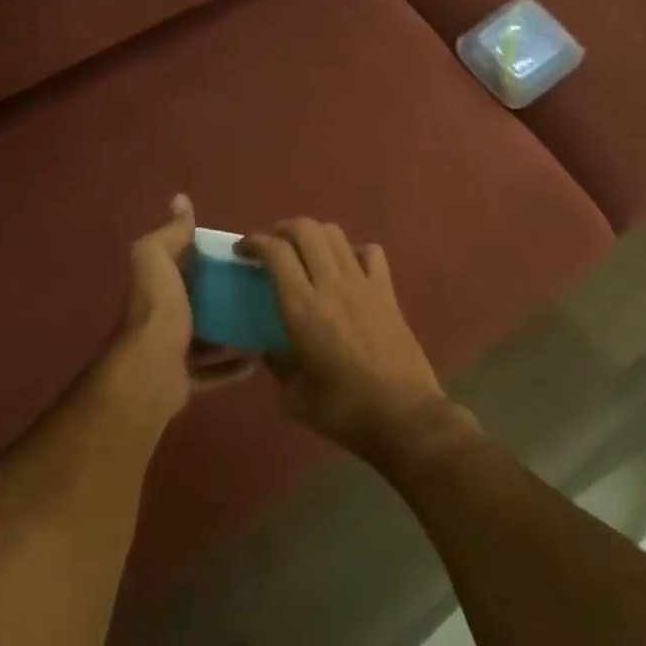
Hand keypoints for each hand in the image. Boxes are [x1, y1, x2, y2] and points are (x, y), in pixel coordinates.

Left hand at [96, 195, 256, 427]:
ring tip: (265, 320)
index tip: (241, 252)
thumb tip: (180, 200)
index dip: (204, 257)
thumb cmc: (158, 308)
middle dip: (221, 296)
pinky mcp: (184, 380)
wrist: (151, 369)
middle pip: (195, 303)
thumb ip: (170, 233)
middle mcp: (160, 317)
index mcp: (156, 286)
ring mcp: (170, 351)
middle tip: (260, 288)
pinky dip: (234, 367)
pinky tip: (259, 358)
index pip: (180, 265)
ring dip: (231, 332)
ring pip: (205, 339)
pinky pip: (213, 373)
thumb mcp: (158, 258)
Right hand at [238, 219, 471, 464]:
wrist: (403, 416)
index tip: (242, 251)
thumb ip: (277, 365)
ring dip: (314, 235)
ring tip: (304, 252)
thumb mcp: (294, 396)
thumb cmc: (342, 410)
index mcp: (301, 308)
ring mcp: (363, 284)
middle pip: (306, 229)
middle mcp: (331, 285)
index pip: (275, 252)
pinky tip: (347, 268)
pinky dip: (353, 251)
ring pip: (336, 234)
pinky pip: (371, 253)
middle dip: (282, 229)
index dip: (254, 242)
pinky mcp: (388, 293)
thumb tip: (269, 350)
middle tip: (271, 247)